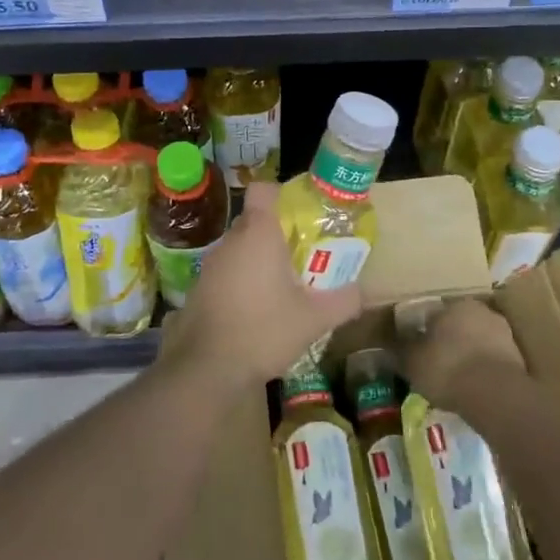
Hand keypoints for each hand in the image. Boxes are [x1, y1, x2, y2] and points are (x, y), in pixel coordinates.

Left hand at [174, 182, 364, 390]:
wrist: (206, 369)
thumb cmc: (264, 330)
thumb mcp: (314, 319)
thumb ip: (343, 301)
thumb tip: (362, 291)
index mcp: (258, 234)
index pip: (263, 190)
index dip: (281, 195)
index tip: (300, 215)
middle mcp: (230, 241)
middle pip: (254, 221)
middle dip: (277, 234)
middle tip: (302, 256)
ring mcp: (209, 265)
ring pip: (239, 249)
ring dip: (258, 260)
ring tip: (282, 287)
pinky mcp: (198, 289)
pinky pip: (226, 272)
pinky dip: (241, 282)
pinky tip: (256, 311)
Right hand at [399, 296, 525, 409]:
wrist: (495, 395)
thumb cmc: (447, 369)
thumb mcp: (412, 362)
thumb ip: (402, 350)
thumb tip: (389, 344)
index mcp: (453, 304)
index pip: (434, 313)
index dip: (424, 331)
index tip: (419, 348)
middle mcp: (480, 310)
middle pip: (459, 324)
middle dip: (450, 339)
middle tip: (438, 362)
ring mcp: (503, 332)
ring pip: (479, 340)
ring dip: (470, 353)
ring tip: (457, 378)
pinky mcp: (519, 357)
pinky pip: (493, 360)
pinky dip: (484, 369)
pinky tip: (475, 387)